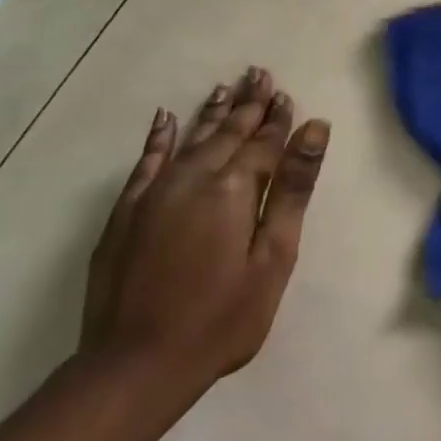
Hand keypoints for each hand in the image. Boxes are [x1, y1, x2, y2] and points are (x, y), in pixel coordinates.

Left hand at [83, 67, 327, 392]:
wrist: (135, 365)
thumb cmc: (222, 316)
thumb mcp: (274, 255)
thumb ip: (293, 188)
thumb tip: (314, 128)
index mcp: (234, 187)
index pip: (263, 142)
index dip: (278, 119)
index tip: (287, 94)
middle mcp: (193, 178)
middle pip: (228, 132)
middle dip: (248, 104)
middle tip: (260, 74)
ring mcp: (154, 193)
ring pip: (190, 138)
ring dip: (212, 113)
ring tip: (227, 87)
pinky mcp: (126, 213)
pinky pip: (146, 161)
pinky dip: (158, 137)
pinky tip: (165, 118)